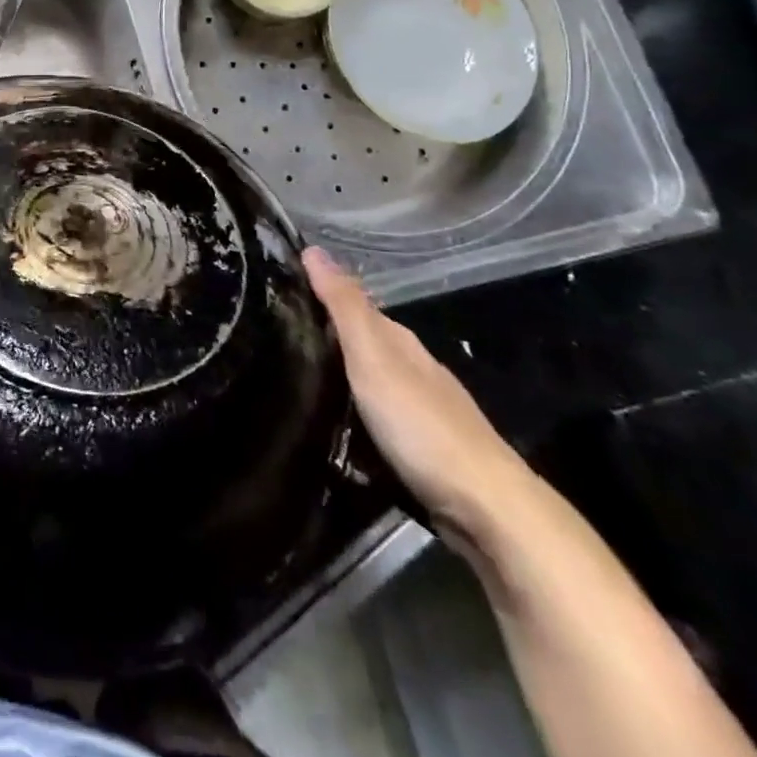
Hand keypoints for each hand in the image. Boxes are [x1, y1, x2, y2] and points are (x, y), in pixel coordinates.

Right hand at [303, 247, 540, 554]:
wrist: (486, 508)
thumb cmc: (421, 424)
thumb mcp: (373, 358)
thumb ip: (344, 307)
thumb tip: (313, 248)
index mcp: (399, 342)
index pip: (353, 305)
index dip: (319, 295)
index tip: (277, 291)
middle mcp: (412, 370)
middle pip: (361, 344)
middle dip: (323, 338)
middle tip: (271, 335)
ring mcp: (419, 412)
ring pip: (367, 382)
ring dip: (335, 378)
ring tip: (288, 378)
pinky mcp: (419, 450)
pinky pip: (373, 418)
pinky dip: (350, 413)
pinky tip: (330, 424)